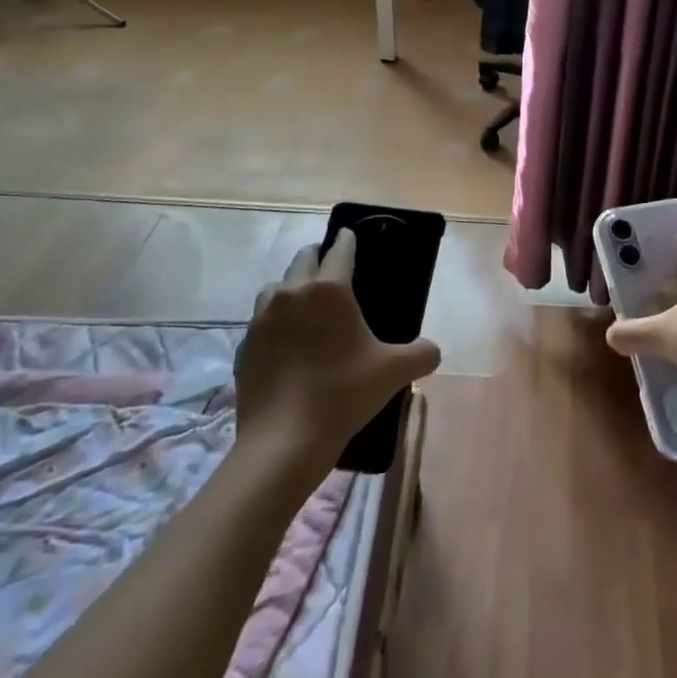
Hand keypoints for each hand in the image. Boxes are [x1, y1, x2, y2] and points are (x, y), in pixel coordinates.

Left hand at [232, 230, 441, 473]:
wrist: (283, 442)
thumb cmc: (343, 394)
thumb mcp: (394, 372)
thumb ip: (421, 354)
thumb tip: (432, 351)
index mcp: (329, 289)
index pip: (340, 249)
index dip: (348, 240)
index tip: (351, 235)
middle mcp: (292, 293)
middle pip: (303, 259)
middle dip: (318, 257)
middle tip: (332, 270)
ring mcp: (262, 320)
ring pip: (276, 288)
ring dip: (291, 288)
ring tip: (306, 308)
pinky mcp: (243, 347)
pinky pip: (261, 322)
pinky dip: (274, 324)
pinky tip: (286, 346)